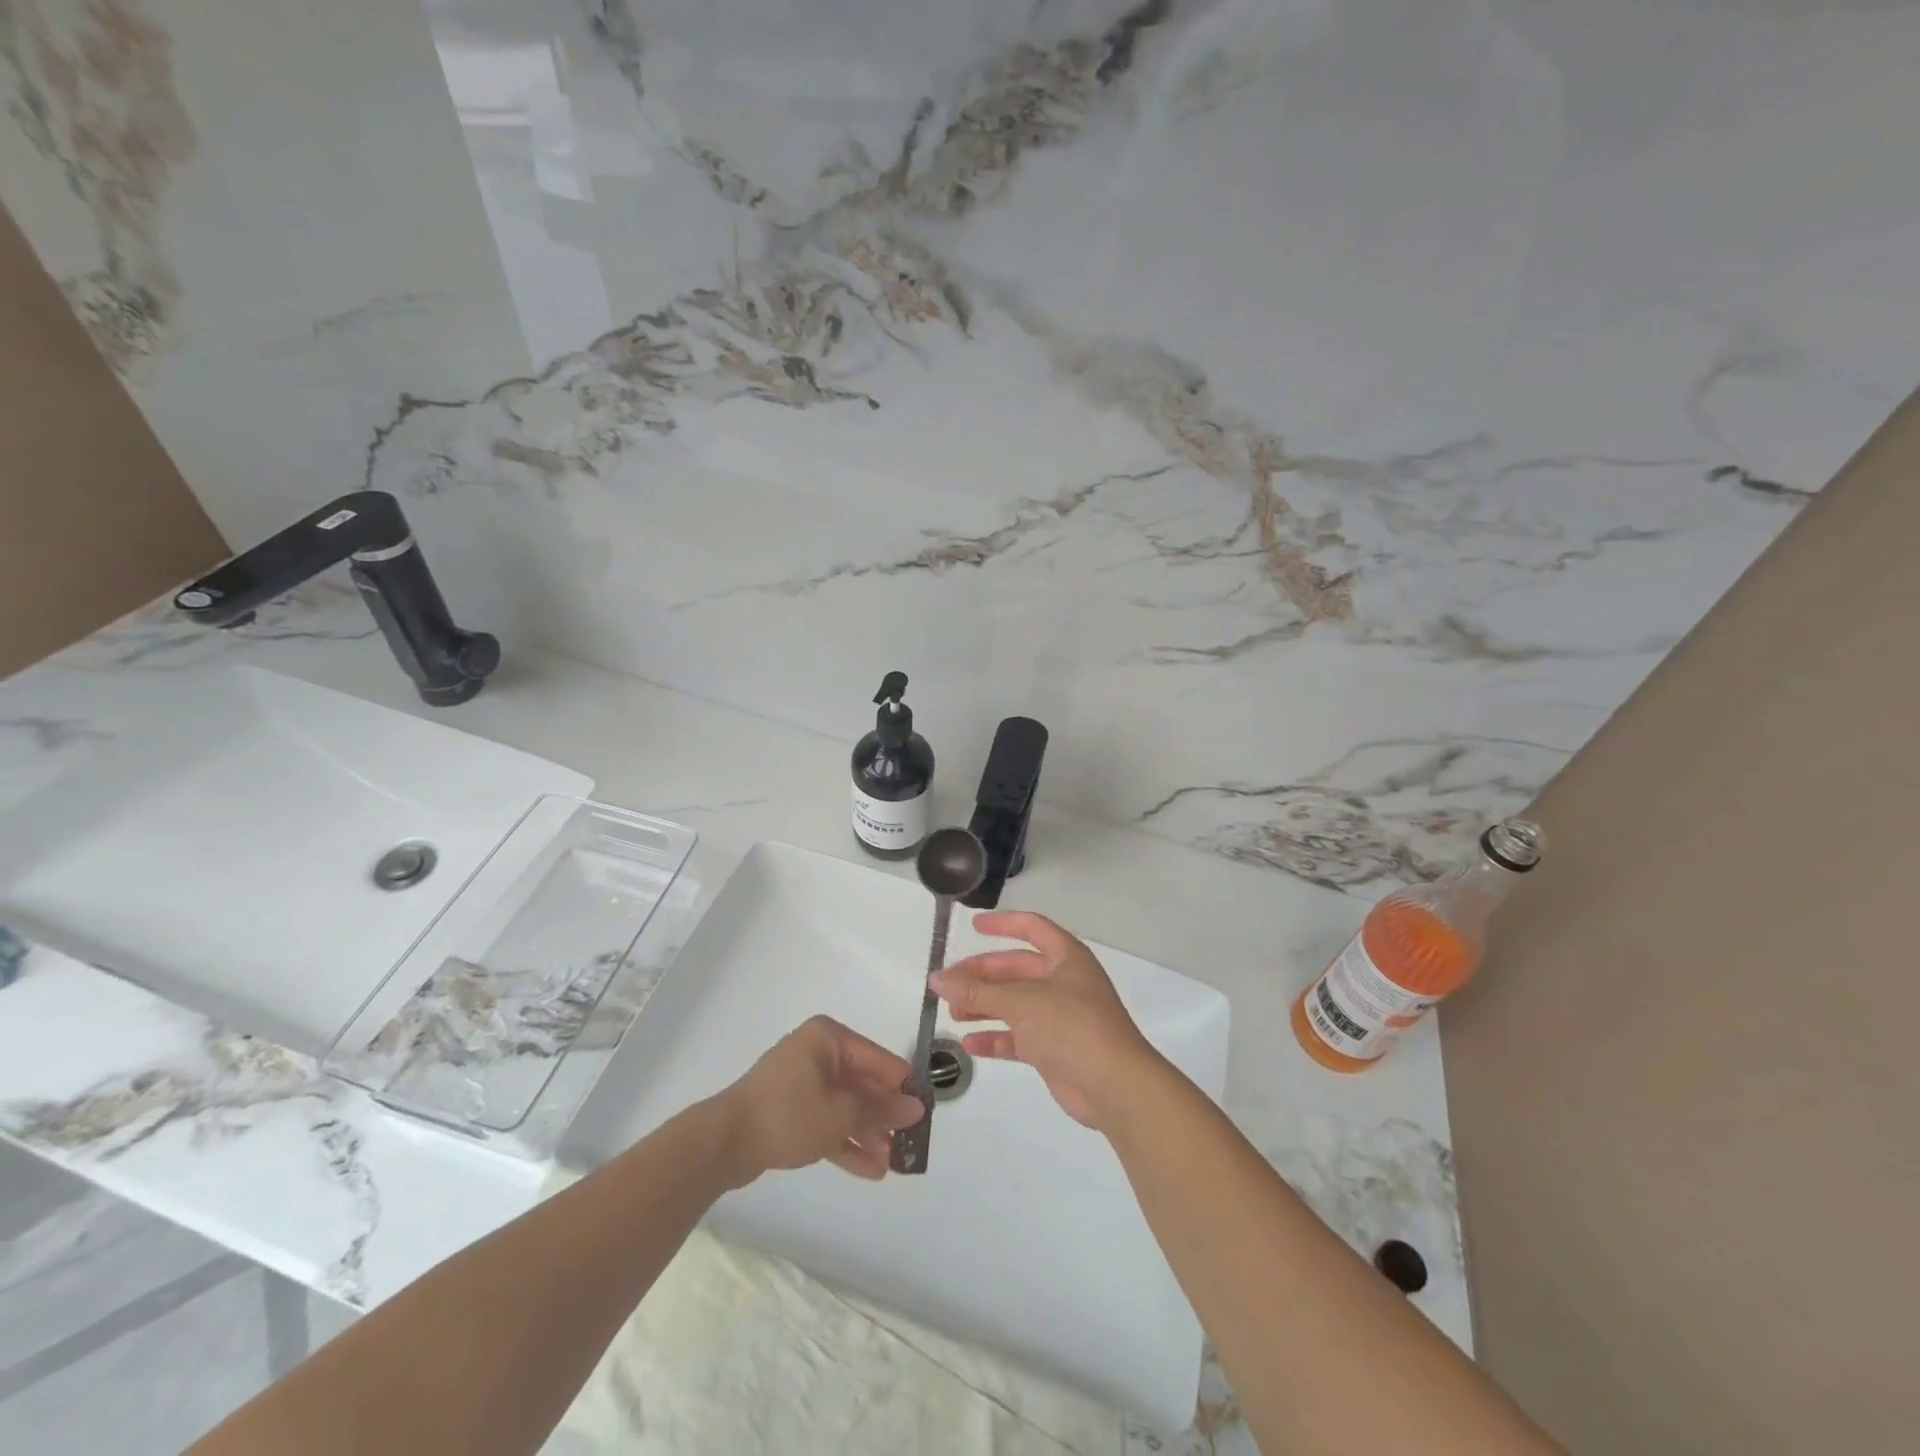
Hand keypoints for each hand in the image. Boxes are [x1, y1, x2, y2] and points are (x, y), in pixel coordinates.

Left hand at [718, 1016, 926, 1183]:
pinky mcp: (790, 1112)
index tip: (925, 1110)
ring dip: (868, 1133)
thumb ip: (881, 1110)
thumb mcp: (842, 1113)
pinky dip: (846, 1142)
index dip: (902, 1085)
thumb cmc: (789, 1113)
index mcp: (828, 1039)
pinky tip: (871, 1170)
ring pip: (845, 1107)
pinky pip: (826, 1123)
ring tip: (893, 1163)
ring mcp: (801, 1083)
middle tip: (909, 1141)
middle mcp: (816, 1054)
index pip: (877, 1059)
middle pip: (861, 1084)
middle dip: (884, 1115)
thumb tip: (916, 1108)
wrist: (724, 1143)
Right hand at [930, 911, 1160, 1128]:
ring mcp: (1059, 1017)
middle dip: (982, 975)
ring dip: (984, 1005)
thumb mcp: (1021, 1002)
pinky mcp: (1053, 1049)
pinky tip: (968, 1043)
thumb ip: (977, 991)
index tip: (972, 926)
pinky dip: (995, 1038)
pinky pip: (1017, 1038)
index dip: (1003, 924)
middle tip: (948, 983)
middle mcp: (1063, 982)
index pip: (1032, 928)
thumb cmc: (1072, 1026)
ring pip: (1014, 1004)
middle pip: (1016, 969)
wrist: (1114, 1086)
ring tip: (952, 1011)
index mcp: (1066, 957)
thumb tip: (936, 978)